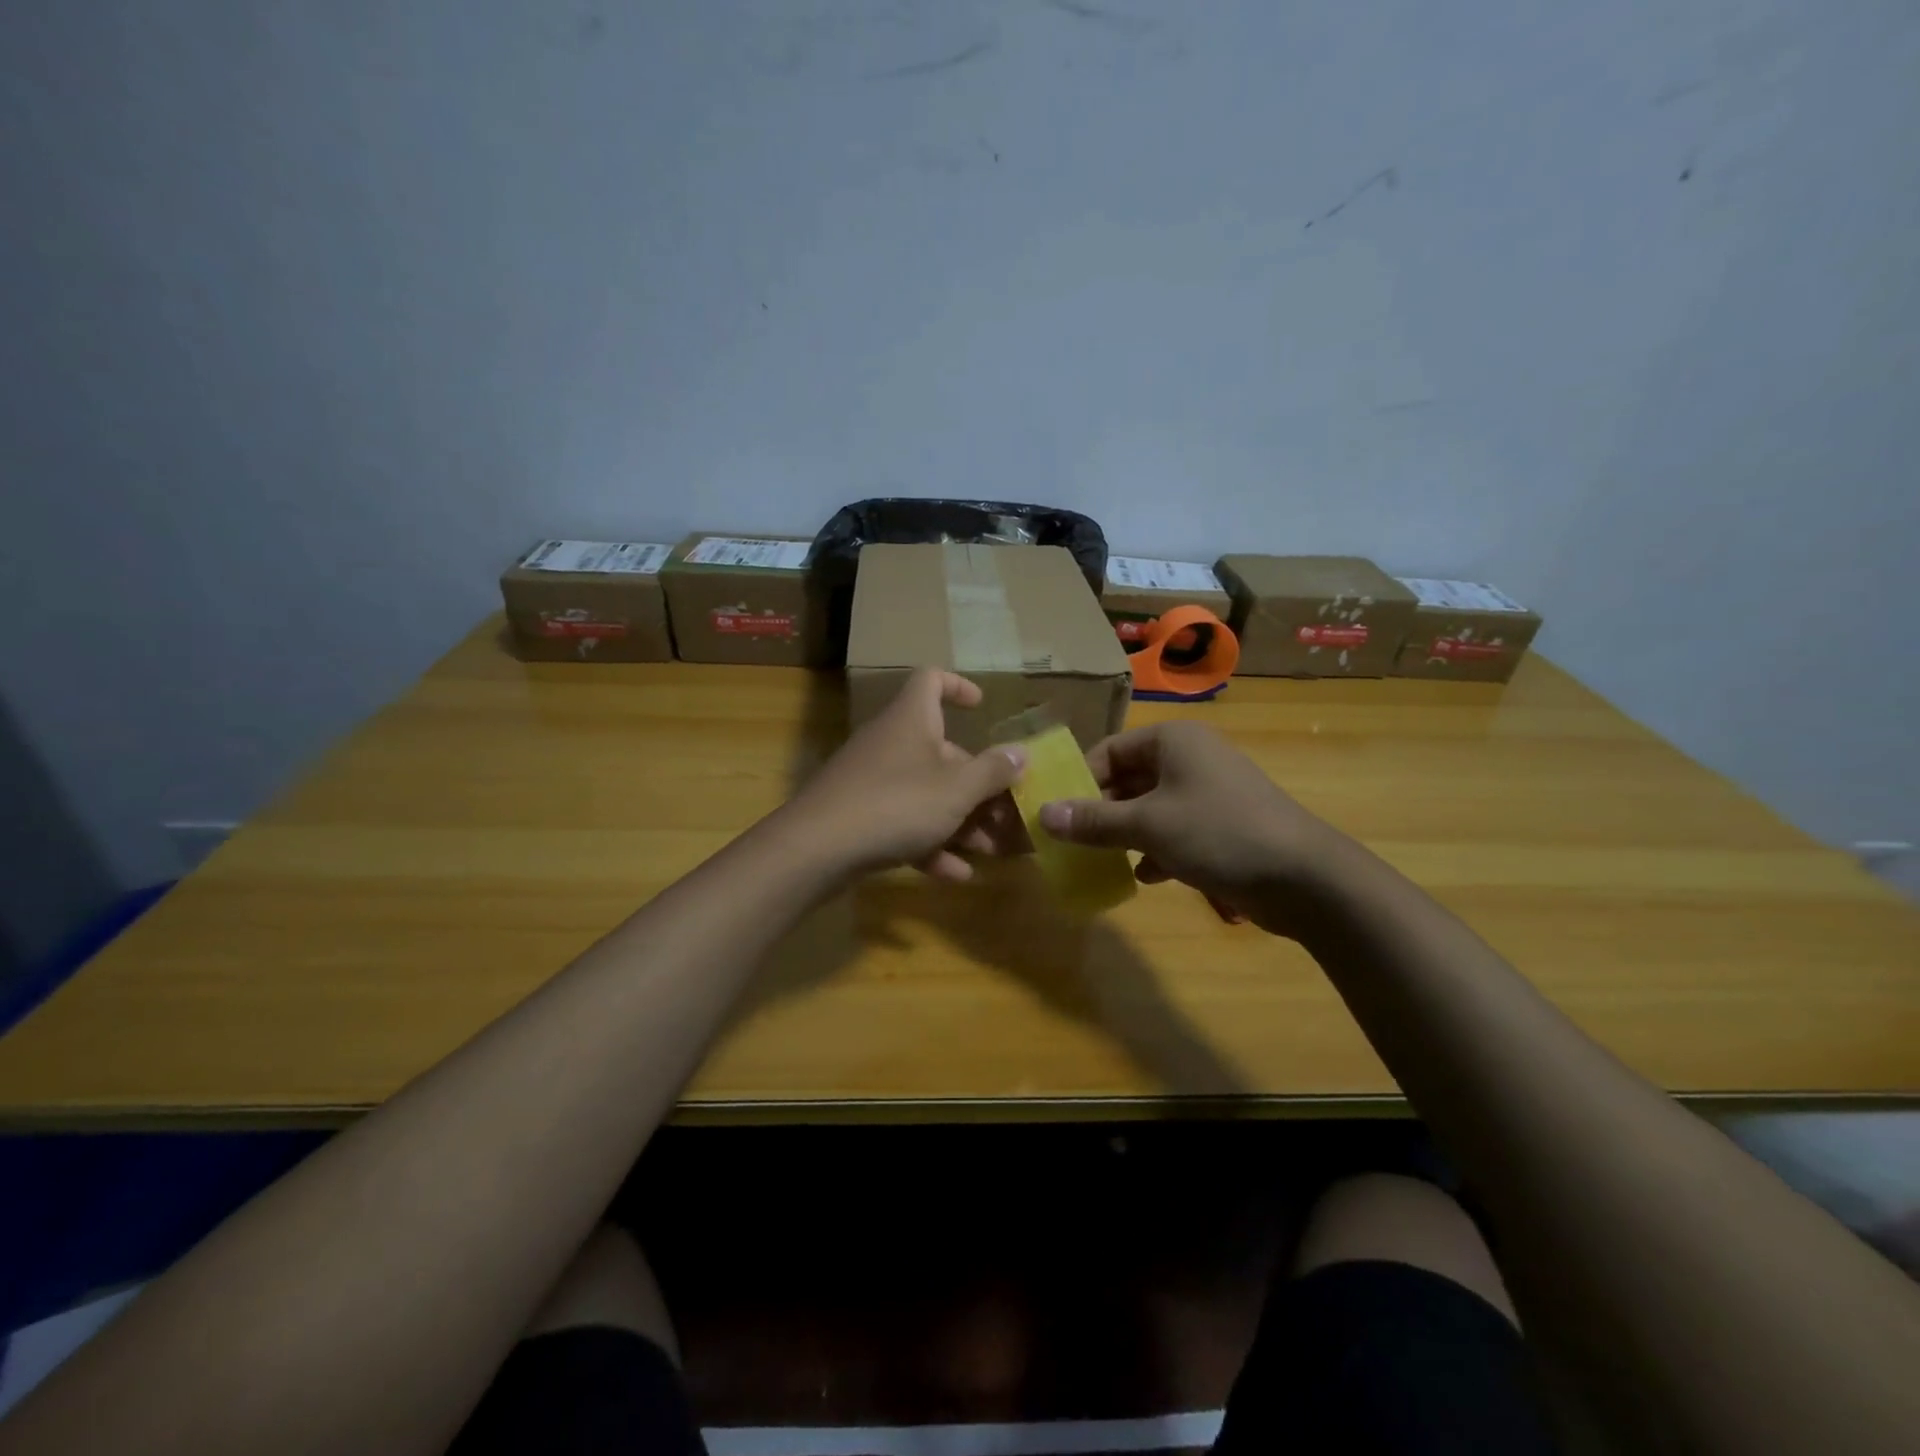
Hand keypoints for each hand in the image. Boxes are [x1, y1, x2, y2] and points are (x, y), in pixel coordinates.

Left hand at [791, 669, 1026, 881]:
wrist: (817, 848)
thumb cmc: (897, 803)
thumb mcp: (957, 789)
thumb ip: (993, 771)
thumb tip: (1021, 752)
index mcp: (912, 720)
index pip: (931, 680)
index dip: (958, 686)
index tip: (981, 708)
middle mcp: (891, 742)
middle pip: (941, 750)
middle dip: (977, 783)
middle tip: (1006, 812)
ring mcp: (872, 780)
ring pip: (925, 793)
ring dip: (960, 820)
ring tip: (990, 851)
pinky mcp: (859, 816)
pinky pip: (903, 823)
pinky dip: (930, 844)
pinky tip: (956, 875)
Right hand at [1036, 721, 1350, 933]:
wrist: (1304, 878)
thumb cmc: (1218, 833)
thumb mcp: (1148, 825)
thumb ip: (1093, 821)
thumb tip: (1042, 815)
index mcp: (1173, 741)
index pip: (1109, 750)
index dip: (1080, 780)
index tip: (1057, 814)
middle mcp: (1191, 758)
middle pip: (1129, 779)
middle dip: (1101, 812)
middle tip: (1073, 842)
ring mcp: (1209, 792)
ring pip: (1150, 807)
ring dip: (1126, 833)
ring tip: (1102, 860)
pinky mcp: (1223, 825)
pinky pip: (1175, 830)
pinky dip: (1157, 849)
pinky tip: (1147, 876)